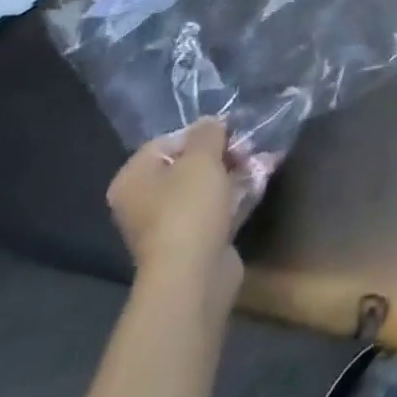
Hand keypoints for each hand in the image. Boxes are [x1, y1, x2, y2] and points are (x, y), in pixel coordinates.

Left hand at [108, 118, 243, 308]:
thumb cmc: (188, 209)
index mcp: (133, 179)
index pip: (167, 142)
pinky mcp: (193, 240)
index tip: (229, 132)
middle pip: (187, 164)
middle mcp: (144, 201)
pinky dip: (236, 195)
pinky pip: (215, 208)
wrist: (193, 275)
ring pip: (205, 187)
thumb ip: (207, 133)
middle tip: (249, 148)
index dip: (200, 133)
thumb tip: (210, 122)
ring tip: (263, 162)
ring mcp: (168, 223)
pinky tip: (260, 182)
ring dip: (234, 172)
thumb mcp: (201, 158)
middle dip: (222, 153)